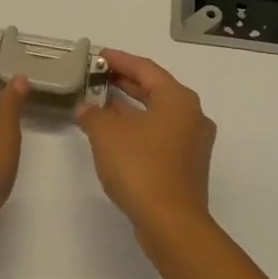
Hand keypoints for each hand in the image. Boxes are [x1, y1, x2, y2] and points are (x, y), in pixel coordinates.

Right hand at [75, 50, 215, 248]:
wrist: (170, 223)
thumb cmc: (140, 167)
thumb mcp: (106, 134)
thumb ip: (93, 114)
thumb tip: (86, 107)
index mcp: (178, 99)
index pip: (145, 68)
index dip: (119, 60)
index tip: (98, 55)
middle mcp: (191, 115)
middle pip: (154, 89)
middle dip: (124, 82)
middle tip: (97, 76)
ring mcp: (191, 142)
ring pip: (156, 114)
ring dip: (128, 108)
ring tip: (99, 102)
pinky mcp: (185, 165)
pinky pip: (158, 134)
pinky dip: (137, 128)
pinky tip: (113, 133)